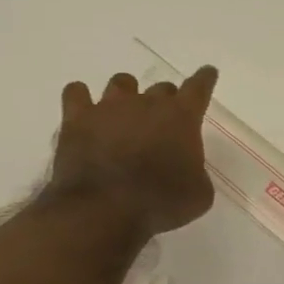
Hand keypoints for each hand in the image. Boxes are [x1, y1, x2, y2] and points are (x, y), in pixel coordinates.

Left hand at [49, 67, 219, 236]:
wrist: (104, 210)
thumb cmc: (160, 204)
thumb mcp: (199, 195)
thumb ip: (197, 173)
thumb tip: (187, 170)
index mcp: (181, 117)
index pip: (198, 87)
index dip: (204, 79)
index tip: (207, 73)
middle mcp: (146, 103)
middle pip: (161, 88)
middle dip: (164, 102)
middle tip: (161, 125)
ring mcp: (109, 107)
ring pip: (122, 83)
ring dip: (127, 95)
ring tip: (123, 115)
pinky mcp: (77, 118)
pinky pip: (76, 92)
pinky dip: (81, 98)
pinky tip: (84, 111)